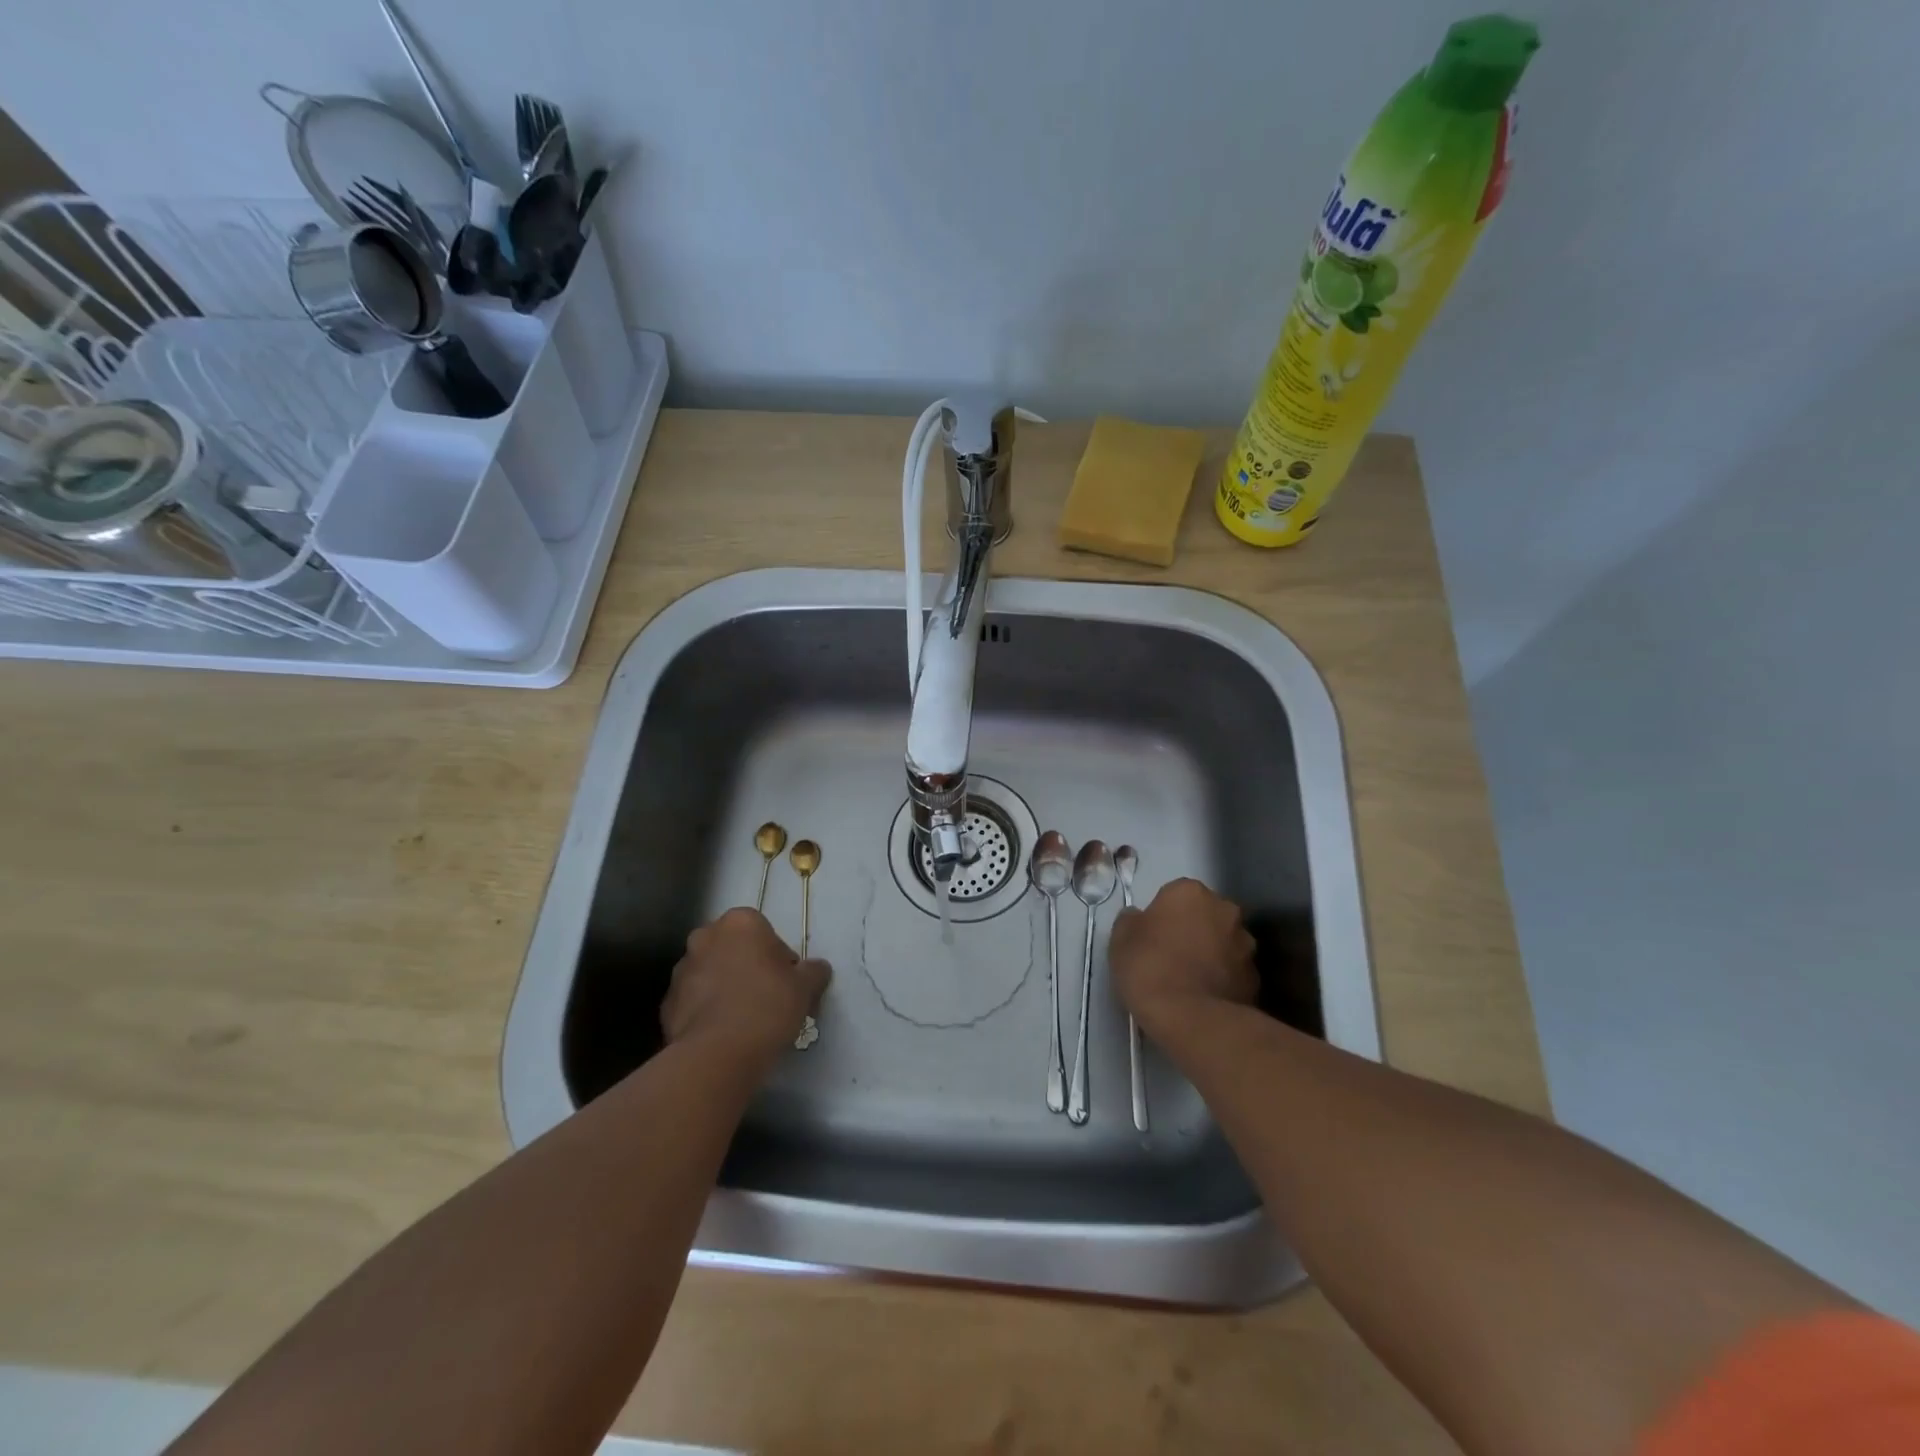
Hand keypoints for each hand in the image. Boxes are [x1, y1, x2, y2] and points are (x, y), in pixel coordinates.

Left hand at [662, 908, 829, 1061]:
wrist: (717, 1054)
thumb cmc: (767, 1006)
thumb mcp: (805, 987)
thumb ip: (814, 971)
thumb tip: (817, 968)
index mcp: (740, 922)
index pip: (764, 931)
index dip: (778, 957)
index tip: (786, 982)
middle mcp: (705, 937)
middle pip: (734, 948)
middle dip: (747, 967)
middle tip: (766, 998)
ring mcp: (681, 970)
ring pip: (711, 973)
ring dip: (724, 987)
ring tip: (743, 1020)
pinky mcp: (667, 1003)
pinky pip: (694, 1001)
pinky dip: (706, 1011)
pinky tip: (723, 1033)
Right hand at [1109, 878, 1257, 1037]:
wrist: (1191, 1018)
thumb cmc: (1150, 967)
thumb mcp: (1120, 939)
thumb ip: (1131, 920)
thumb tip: (1139, 918)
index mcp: (1191, 892)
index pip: (1174, 894)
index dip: (1161, 915)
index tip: (1150, 936)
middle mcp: (1225, 910)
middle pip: (1204, 914)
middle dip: (1192, 929)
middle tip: (1169, 955)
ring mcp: (1246, 944)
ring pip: (1223, 942)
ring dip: (1210, 953)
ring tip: (1188, 981)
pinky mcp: (1256, 978)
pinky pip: (1233, 971)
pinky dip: (1221, 979)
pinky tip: (1203, 998)